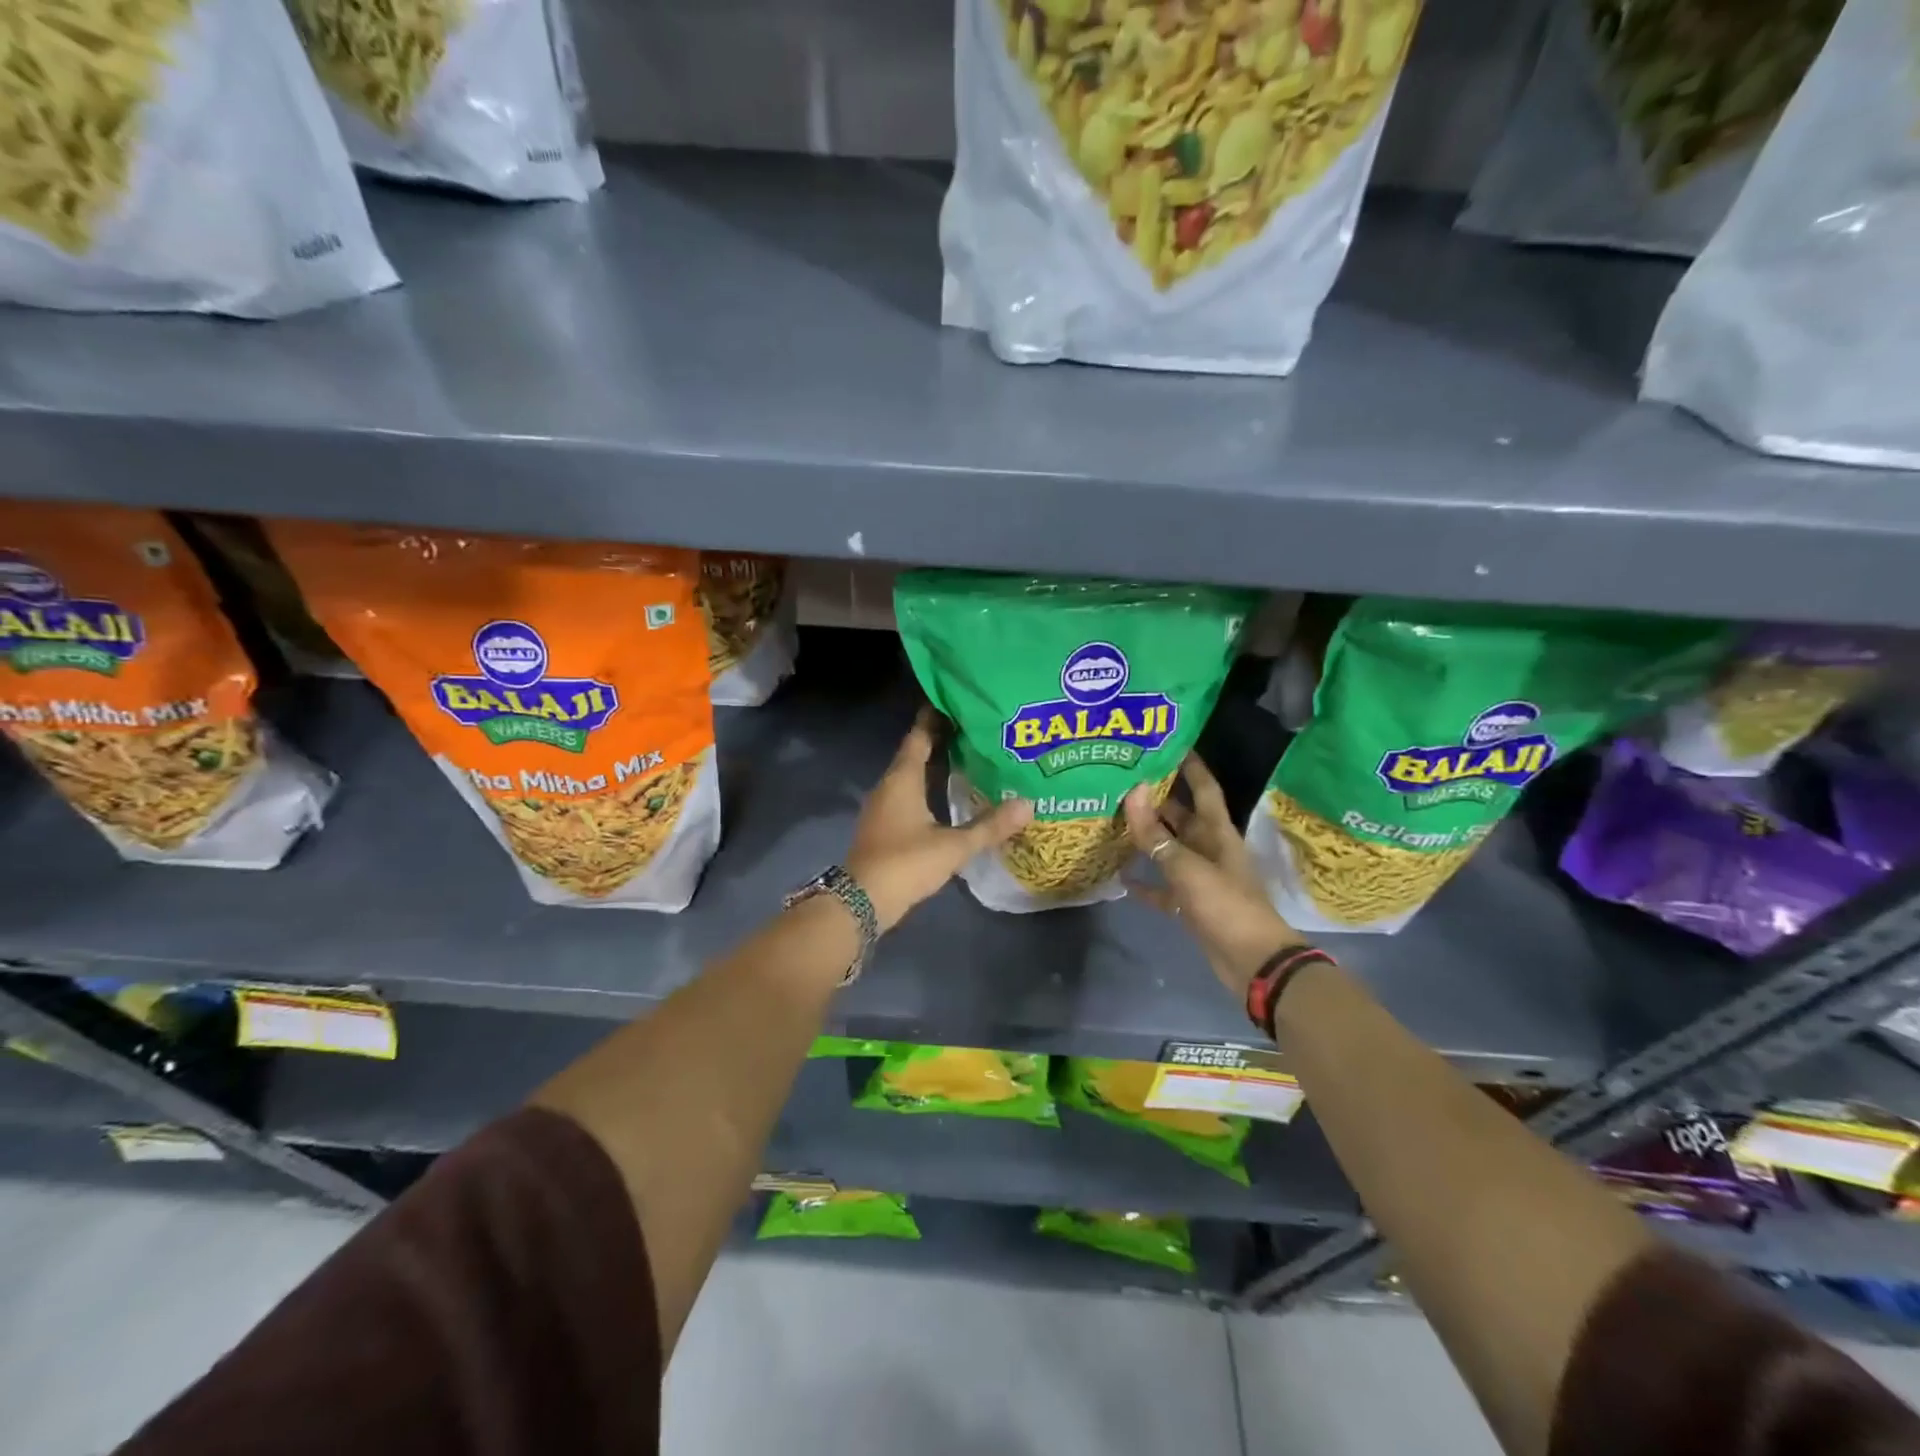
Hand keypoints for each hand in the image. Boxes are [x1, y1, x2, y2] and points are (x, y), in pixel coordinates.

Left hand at [846, 710, 1032, 931]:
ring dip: (934, 767)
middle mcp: (889, 785)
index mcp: (902, 778)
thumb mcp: (953, 846)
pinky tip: (947, 798)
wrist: (862, 902)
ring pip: (910, 776)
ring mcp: (883, 807)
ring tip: (967, 759)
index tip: (957, 703)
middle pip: (915, 754)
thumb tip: (1028, 804)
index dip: (935, 718)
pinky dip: (926, 789)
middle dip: (941, 741)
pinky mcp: (883, 827)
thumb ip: (990, 825)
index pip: (919, 736)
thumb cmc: (906, 863)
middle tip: (974, 730)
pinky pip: (907, 796)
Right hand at [1123, 753, 1303, 994]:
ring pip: (1169, 849)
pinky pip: (1163, 888)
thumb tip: (1134, 790)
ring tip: (1114, 820)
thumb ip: (1156, 834)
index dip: (1191, 765)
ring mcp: (1200, 878)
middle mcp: (1209, 849)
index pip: (1204, 788)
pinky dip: (1146, 883)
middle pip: (1181, 816)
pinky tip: (1122, 877)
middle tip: (1123, 780)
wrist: (1252, 962)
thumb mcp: (1187, 867)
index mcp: (1218, 833)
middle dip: (1156, 799)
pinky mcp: (1191, 905)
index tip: (1170, 741)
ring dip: (1147, 838)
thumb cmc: (1226, 906)